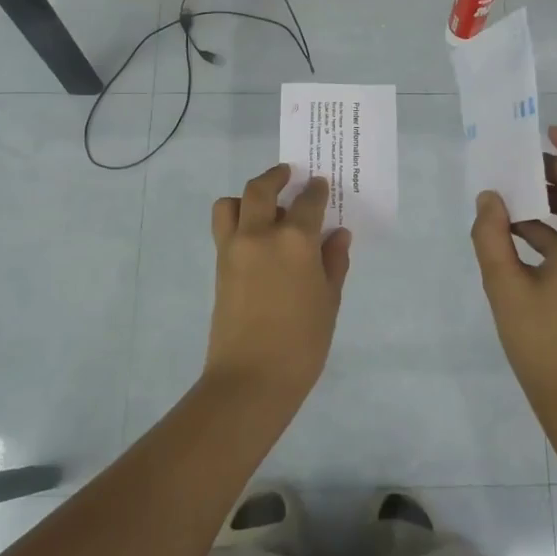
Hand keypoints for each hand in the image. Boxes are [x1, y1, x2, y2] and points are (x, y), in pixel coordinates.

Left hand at [204, 163, 353, 403]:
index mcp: (295, 240)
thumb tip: (337, 235)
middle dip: (276, 177)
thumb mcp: (329, 301)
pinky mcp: (219, 266)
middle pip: (261, 189)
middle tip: (289, 176)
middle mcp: (260, 234)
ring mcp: (234, 248)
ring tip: (264, 208)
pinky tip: (255, 238)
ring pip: (231, 203)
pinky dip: (236, 220)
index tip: (320, 185)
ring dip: (247, 197)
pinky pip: (223, 228)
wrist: (251, 378)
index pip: (308, 202)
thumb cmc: (302, 343)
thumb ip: (333, 262)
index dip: (316, 190)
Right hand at [470, 127, 556, 431]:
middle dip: (555, 171)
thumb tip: (489, 198)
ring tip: (507, 201)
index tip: (547, 136)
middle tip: (513, 170)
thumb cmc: (544, 345)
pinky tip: (516, 236)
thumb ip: (491, 236)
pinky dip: (556, 228)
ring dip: (552, 200)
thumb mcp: (504, 288)